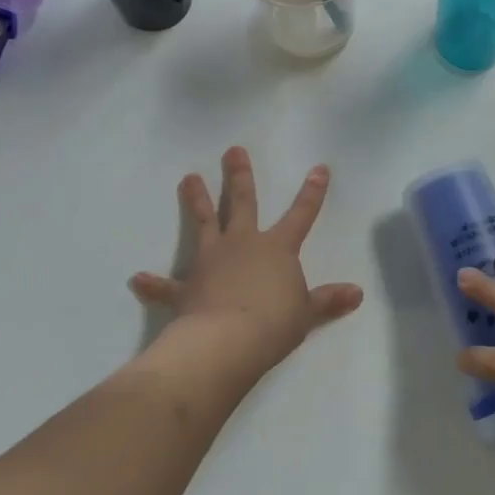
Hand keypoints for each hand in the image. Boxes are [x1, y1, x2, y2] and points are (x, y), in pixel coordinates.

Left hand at [131, 147, 362, 374]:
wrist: (226, 343)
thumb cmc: (273, 323)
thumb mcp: (307, 313)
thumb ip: (328, 300)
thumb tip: (357, 293)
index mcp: (277, 248)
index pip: (301, 214)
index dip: (312, 192)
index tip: (318, 168)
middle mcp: (243, 244)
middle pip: (242, 203)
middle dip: (239, 176)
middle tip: (232, 151)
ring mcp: (211, 262)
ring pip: (204, 224)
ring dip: (196, 201)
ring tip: (188, 178)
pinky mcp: (186, 288)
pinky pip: (167, 286)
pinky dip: (153, 284)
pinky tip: (137, 279)